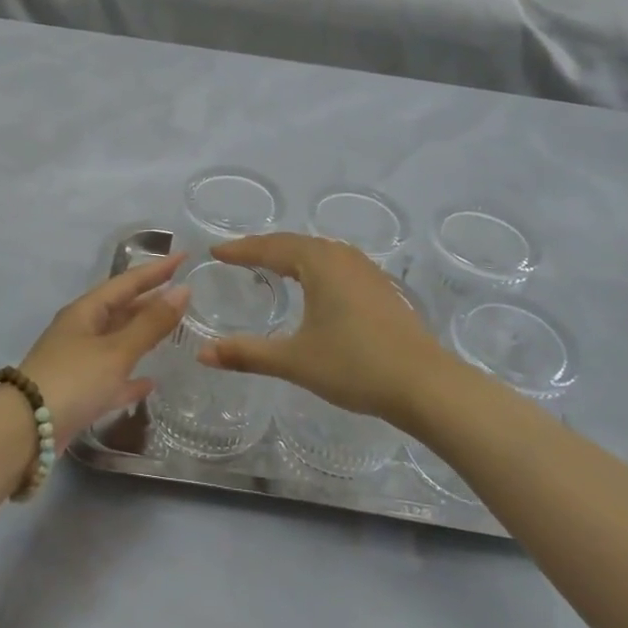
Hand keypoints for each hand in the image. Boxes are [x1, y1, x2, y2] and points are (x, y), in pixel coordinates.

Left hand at [18, 253, 189, 444]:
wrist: (25, 431)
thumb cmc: (73, 380)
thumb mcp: (116, 350)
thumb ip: (150, 323)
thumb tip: (183, 290)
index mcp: (86, 311)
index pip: (127, 282)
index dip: (156, 270)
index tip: (184, 256)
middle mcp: (80, 331)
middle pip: (121, 309)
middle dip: (150, 301)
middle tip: (182, 294)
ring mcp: (77, 362)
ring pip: (117, 342)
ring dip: (142, 336)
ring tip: (172, 331)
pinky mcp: (77, 393)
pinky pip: (110, 378)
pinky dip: (130, 377)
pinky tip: (149, 383)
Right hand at [200, 234, 449, 424]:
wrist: (425, 384)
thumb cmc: (355, 365)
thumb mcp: (295, 360)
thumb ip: (247, 354)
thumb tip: (202, 353)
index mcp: (319, 262)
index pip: (270, 247)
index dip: (240, 250)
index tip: (216, 252)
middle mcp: (342, 256)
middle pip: (294, 243)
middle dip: (263, 248)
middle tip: (237, 256)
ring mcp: (366, 270)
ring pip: (318, 252)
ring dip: (291, 254)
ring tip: (269, 265)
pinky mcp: (380, 287)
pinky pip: (336, 264)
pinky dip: (313, 266)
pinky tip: (313, 285)